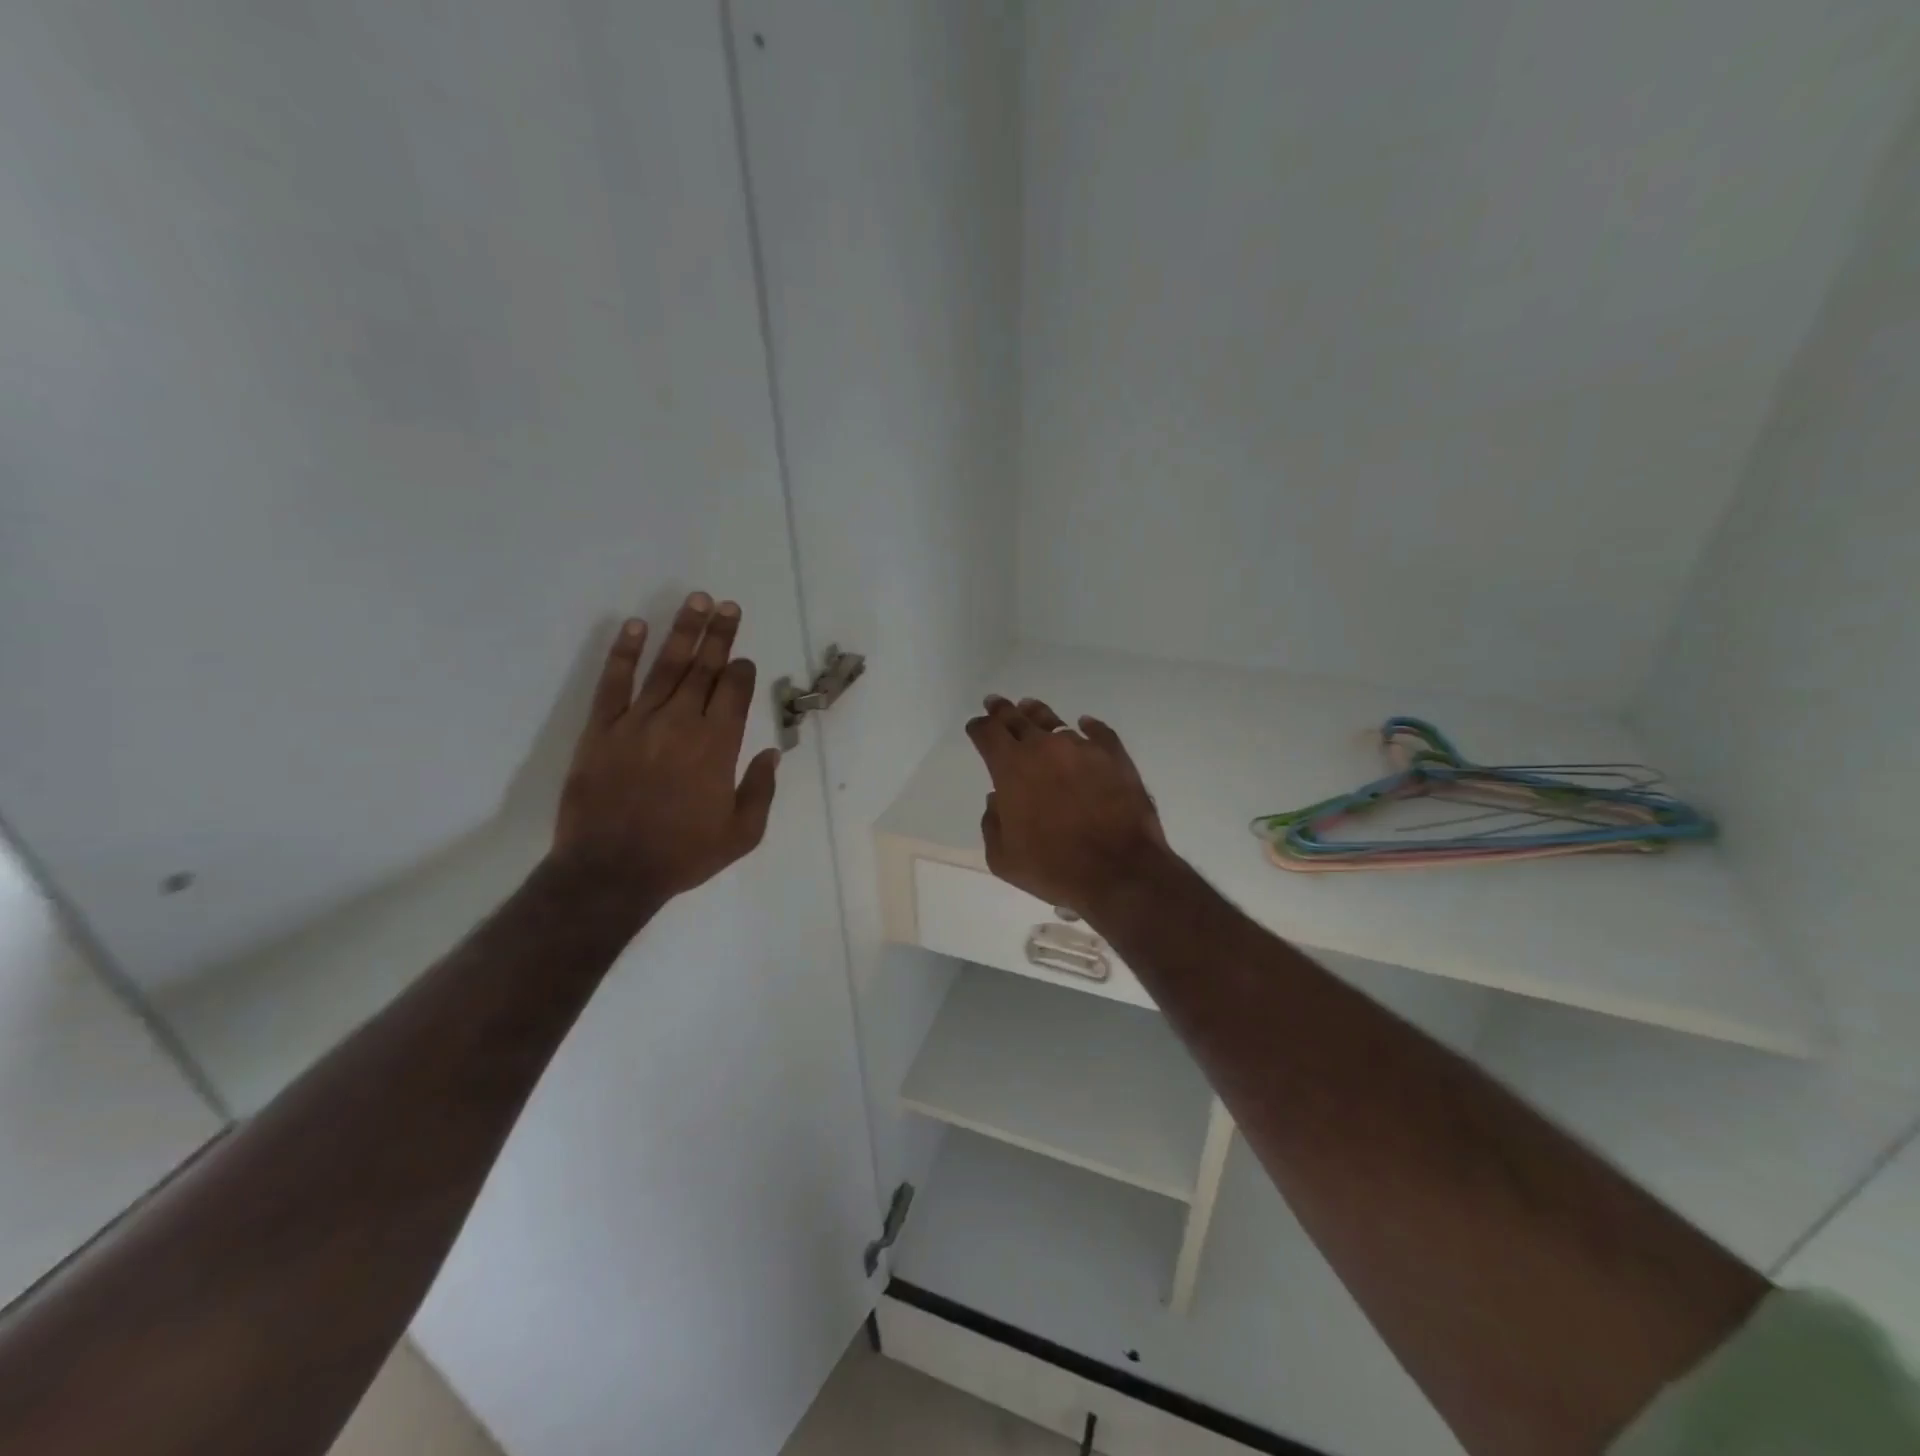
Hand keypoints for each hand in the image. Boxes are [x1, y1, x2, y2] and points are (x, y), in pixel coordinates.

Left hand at [553, 592, 778, 903]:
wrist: (610, 872)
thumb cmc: (682, 855)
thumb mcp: (742, 834)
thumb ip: (761, 790)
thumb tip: (772, 753)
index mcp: (717, 746)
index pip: (733, 691)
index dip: (741, 669)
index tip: (744, 657)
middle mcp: (681, 723)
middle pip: (704, 668)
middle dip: (719, 634)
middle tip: (726, 605)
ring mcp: (638, 722)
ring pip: (666, 666)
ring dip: (682, 631)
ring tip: (695, 601)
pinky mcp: (601, 729)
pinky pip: (614, 683)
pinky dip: (624, 653)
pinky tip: (634, 626)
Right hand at [965, 696, 1171, 916]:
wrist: (1119, 871)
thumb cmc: (1053, 868)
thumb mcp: (1003, 857)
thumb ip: (993, 823)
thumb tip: (999, 800)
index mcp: (1011, 768)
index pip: (987, 733)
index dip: (978, 727)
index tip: (976, 726)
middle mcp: (1044, 748)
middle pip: (1017, 718)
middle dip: (1002, 711)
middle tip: (996, 703)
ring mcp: (1082, 748)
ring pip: (1054, 722)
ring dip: (1038, 715)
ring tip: (1031, 709)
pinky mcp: (1115, 756)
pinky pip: (1098, 732)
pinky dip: (1088, 727)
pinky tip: (1085, 724)